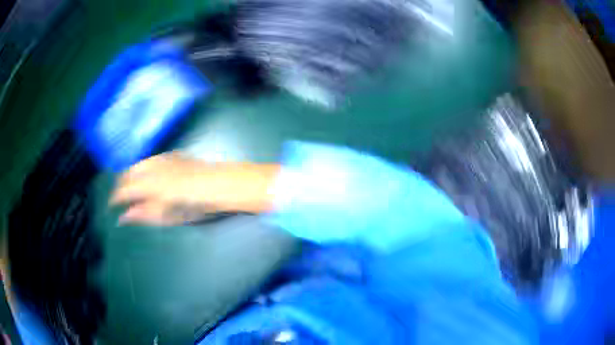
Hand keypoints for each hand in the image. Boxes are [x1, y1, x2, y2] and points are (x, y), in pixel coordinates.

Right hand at [110, 153, 279, 225]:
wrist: (220, 184)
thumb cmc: (196, 205)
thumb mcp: (168, 216)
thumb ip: (143, 214)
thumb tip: (123, 217)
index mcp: (148, 185)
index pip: (124, 190)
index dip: (115, 198)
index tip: (111, 206)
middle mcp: (151, 168)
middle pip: (128, 174)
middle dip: (120, 185)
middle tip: (119, 198)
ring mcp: (162, 158)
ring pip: (137, 164)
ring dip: (130, 175)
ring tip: (130, 186)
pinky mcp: (172, 154)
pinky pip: (150, 159)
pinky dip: (143, 167)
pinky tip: (146, 173)